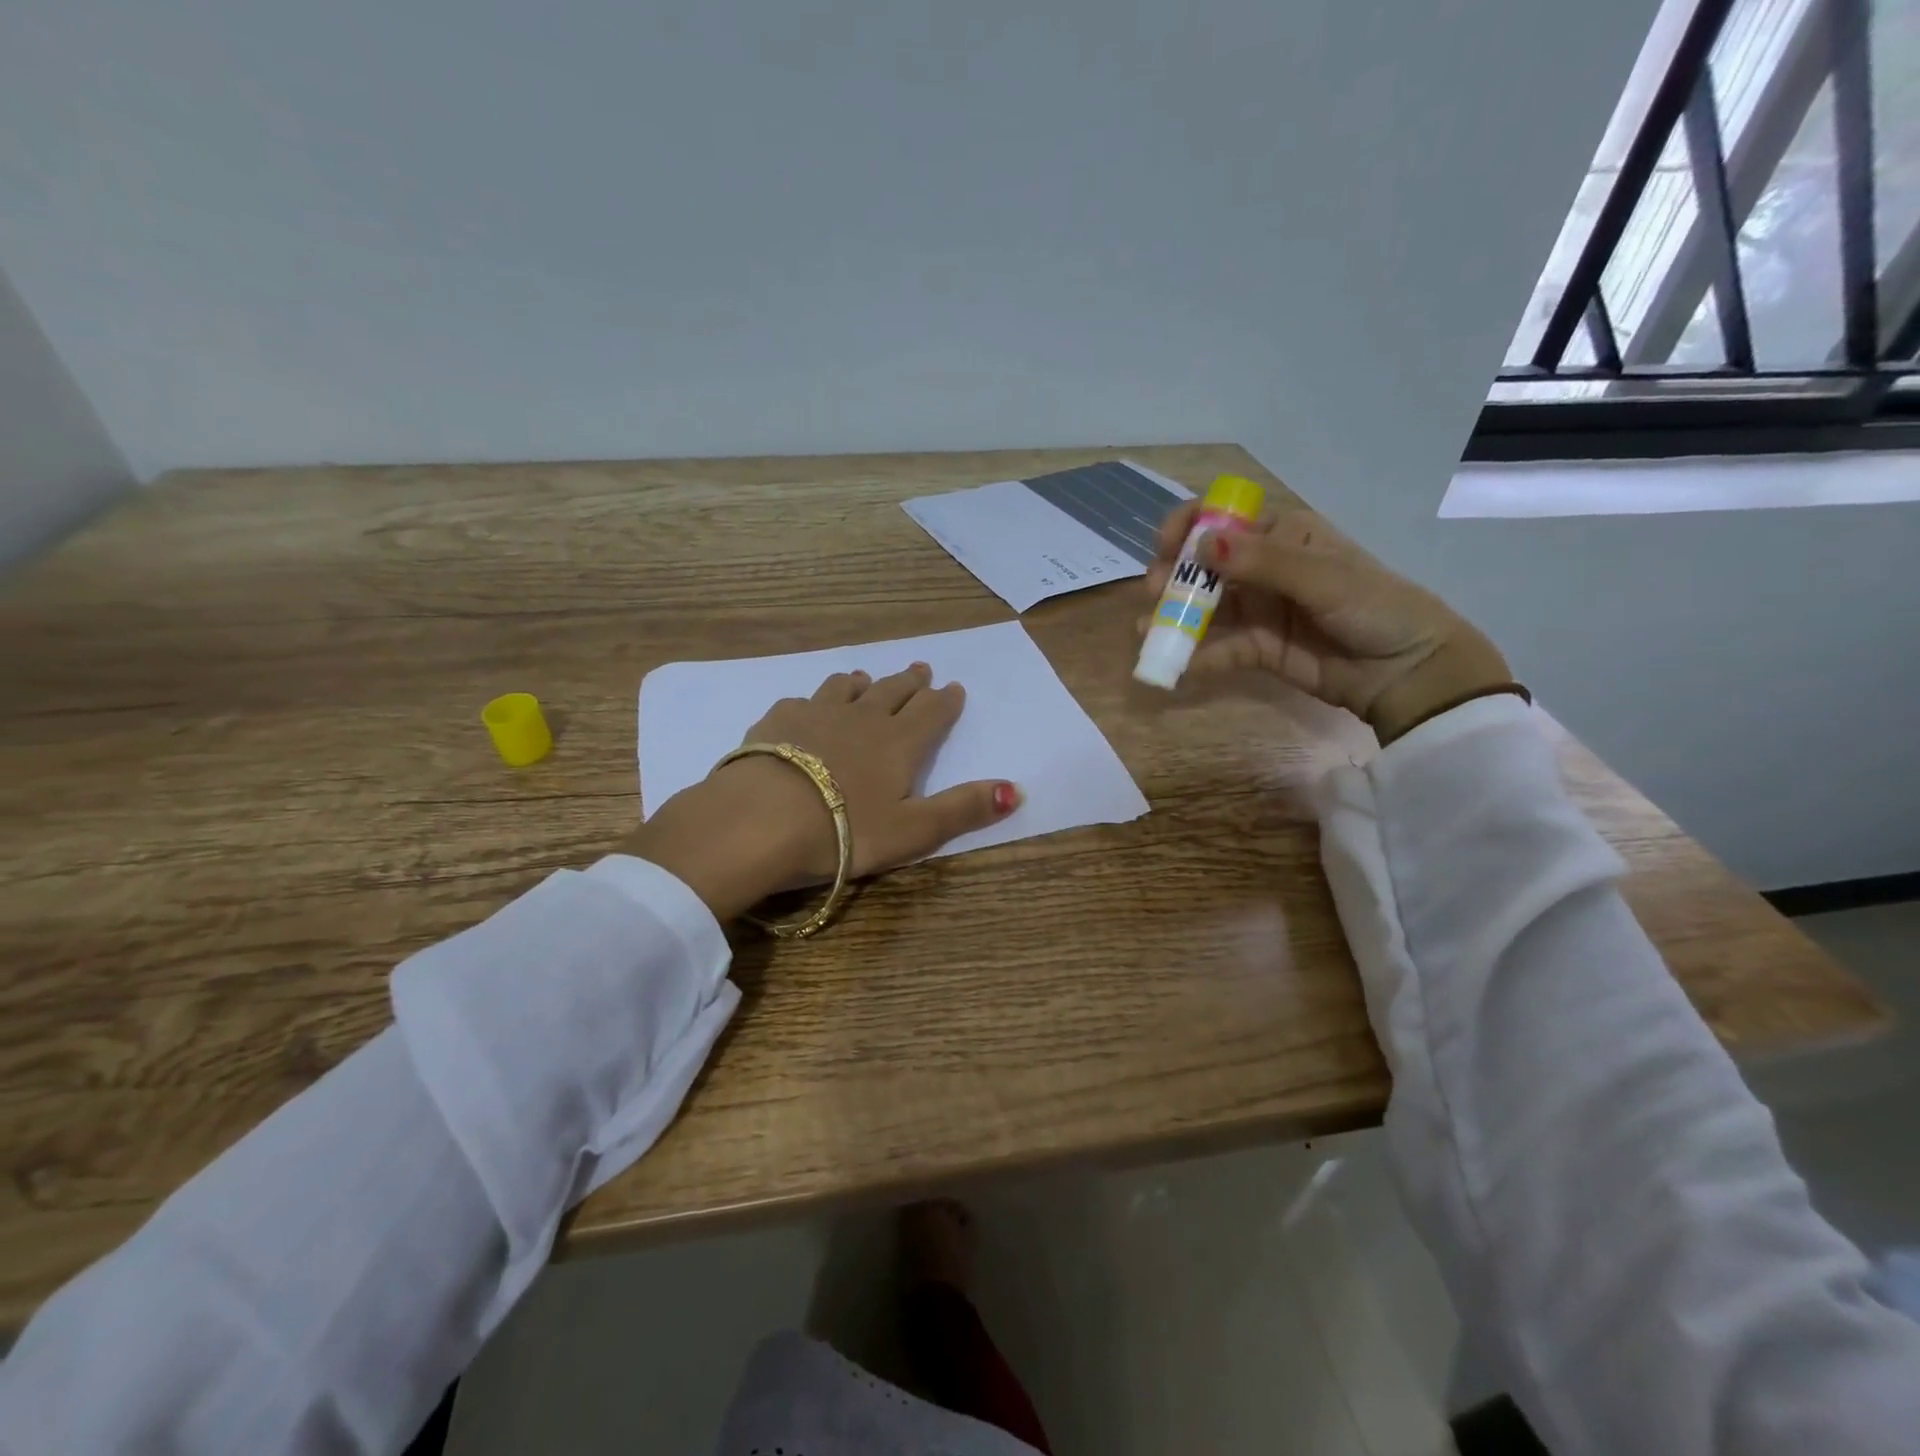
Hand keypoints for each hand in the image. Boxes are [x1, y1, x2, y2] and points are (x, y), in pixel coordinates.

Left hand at [618, 663, 1020, 920]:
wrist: (760, 819)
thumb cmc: (844, 831)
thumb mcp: (913, 831)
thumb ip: (963, 809)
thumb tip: (1016, 790)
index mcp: (899, 743)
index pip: (931, 713)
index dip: (945, 701)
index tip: (953, 687)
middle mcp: (863, 718)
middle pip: (893, 692)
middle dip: (910, 682)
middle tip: (921, 669)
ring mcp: (817, 713)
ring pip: (847, 687)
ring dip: (863, 681)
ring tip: (867, 677)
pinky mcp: (778, 720)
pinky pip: (803, 699)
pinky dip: (815, 698)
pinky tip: (808, 705)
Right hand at [1143, 501, 1511, 744]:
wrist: (1407, 671)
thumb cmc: (1375, 608)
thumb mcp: (1323, 578)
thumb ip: (1262, 563)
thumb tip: (1201, 545)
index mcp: (1284, 536)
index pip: (1225, 520)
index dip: (1189, 526)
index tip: (1165, 545)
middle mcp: (1265, 569)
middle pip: (1205, 566)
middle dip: (1174, 576)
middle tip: (1153, 592)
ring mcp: (1259, 610)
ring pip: (1206, 609)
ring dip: (1176, 617)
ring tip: (1148, 631)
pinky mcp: (1258, 649)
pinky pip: (1219, 648)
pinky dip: (1196, 656)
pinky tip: (1175, 664)